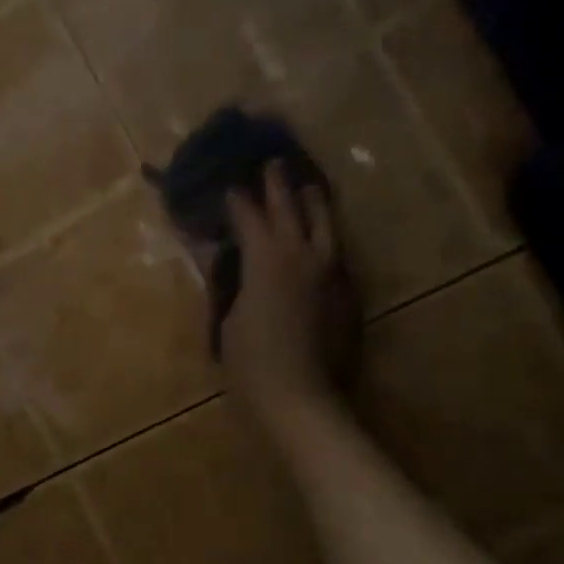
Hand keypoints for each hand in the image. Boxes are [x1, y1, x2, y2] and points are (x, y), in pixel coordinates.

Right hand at [221, 164, 354, 426]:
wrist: (301, 400)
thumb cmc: (250, 363)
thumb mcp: (228, 318)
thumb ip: (225, 281)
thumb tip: (218, 254)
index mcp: (267, 260)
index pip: (250, 217)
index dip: (237, 200)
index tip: (228, 186)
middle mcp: (303, 257)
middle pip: (292, 210)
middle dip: (279, 186)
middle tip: (273, 163)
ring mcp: (330, 275)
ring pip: (326, 226)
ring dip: (313, 203)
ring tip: (309, 187)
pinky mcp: (345, 295)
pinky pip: (335, 253)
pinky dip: (326, 236)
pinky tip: (321, 238)